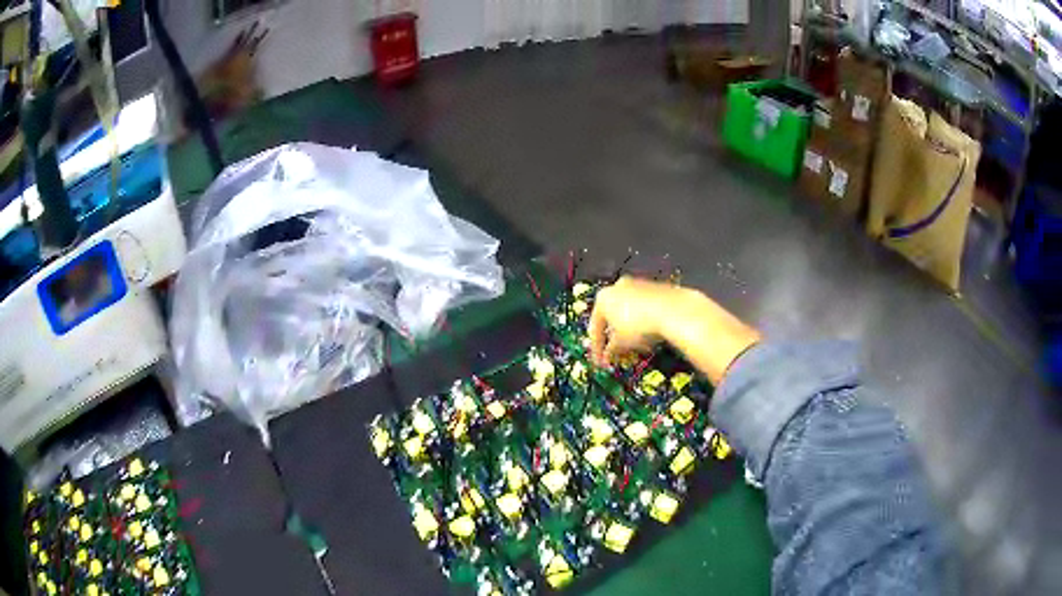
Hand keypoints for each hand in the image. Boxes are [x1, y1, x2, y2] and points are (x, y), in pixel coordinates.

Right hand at [588, 277, 761, 384]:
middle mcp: (618, 287)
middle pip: (612, 317)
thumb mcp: (621, 344)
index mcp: (603, 297)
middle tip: (617, 354)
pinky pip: (644, 308)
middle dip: (614, 337)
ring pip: (629, 312)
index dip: (597, 347)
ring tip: (637, 348)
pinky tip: (650, 337)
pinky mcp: (656, 288)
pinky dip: (644, 322)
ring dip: (630, 330)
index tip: (600, 361)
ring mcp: (638, 285)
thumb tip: (608, 357)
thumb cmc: (640, 325)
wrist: (673, 311)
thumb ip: (610, 350)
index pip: (595, 326)